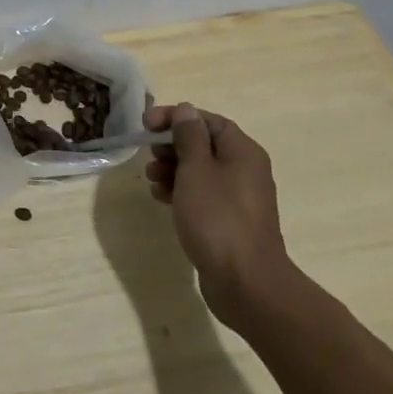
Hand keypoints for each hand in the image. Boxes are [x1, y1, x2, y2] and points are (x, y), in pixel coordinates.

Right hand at [145, 103, 299, 333]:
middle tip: (149, 154)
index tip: (146, 125)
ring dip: (172, 169)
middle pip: (202, 144)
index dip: (175, 117)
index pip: (206, 120)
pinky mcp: (229, 221)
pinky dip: (181, 191)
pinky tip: (162, 199)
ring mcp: (238, 198)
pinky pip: (202, 195)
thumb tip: (186, 110)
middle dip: (171, 146)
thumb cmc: (218, 217)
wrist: (245, 283)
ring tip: (152, 180)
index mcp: (242, 151)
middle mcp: (244, 169)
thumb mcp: (196, 169)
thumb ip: (188, 136)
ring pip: (199, 171)